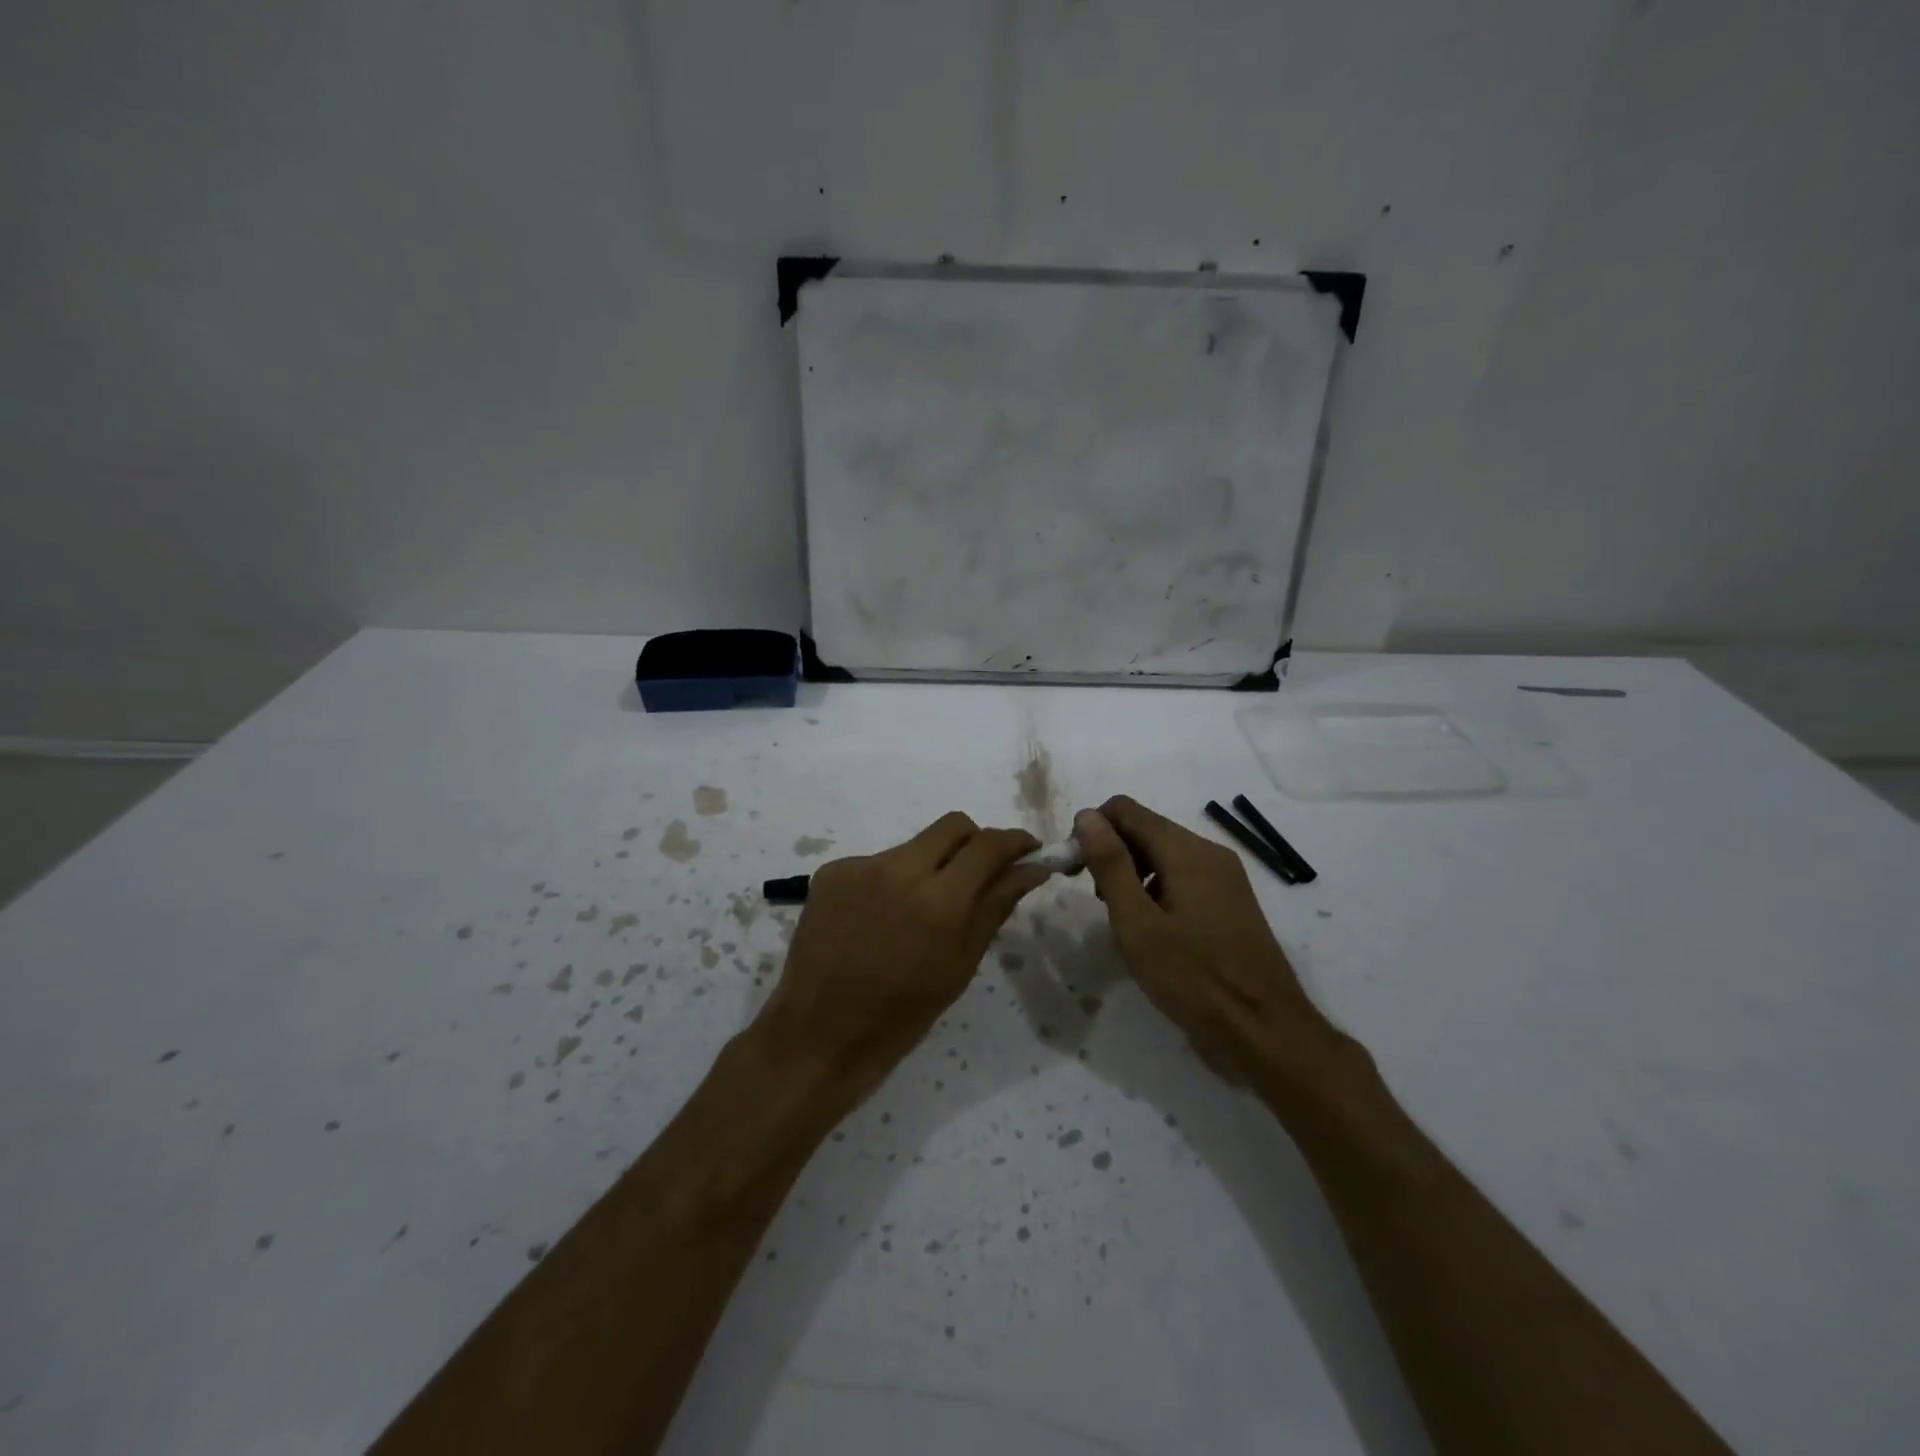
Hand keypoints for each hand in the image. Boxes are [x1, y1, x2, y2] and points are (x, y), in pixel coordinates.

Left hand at [755, 812, 1050, 1104]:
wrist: (819, 1034)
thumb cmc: (901, 1014)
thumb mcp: (960, 965)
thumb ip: (995, 906)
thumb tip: (1032, 868)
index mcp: (940, 901)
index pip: (989, 845)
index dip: (1015, 841)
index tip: (1028, 850)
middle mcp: (900, 869)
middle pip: (953, 826)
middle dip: (974, 843)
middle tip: (978, 875)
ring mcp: (861, 866)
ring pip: (914, 846)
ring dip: (929, 866)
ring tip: (917, 912)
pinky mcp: (831, 871)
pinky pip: (877, 863)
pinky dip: (891, 881)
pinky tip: (880, 919)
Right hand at [1075, 796, 1343, 1086]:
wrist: (1265, 1033)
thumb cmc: (1194, 979)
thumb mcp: (1138, 924)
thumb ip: (1111, 865)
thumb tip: (1087, 816)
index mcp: (1187, 851)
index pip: (1125, 810)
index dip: (1092, 830)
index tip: (1075, 870)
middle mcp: (1209, 853)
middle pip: (1146, 829)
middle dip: (1112, 853)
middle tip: (1096, 901)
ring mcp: (1225, 878)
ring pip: (1163, 854)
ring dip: (1132, 873)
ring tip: (1123, 920)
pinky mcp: (1231, 902)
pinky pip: (1183, 877)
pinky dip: (1157, 889)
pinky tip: (1152, 931)